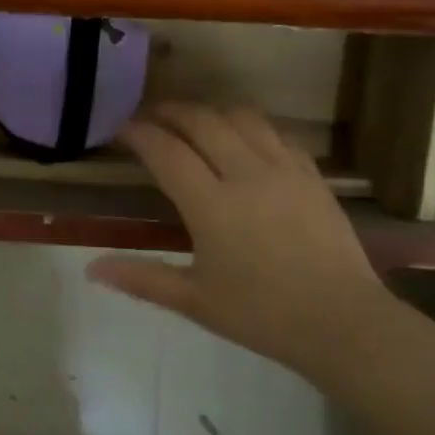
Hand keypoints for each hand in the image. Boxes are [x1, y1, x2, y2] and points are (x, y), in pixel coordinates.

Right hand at [87, 105, 389, 376]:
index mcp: (211, 205)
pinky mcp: (312, 175)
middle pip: (202, 121)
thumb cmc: (261, 315)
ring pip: (241, 118)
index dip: (139, 133)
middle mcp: (246, 174)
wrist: (342, 323)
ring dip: (210, 112)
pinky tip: (243, 138)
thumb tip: (91, 269)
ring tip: (193, 121)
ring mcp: (284, 170)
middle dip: (170, 111)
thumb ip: (141, 278)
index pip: (166, 151)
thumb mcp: (194, 301)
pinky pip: (276, 133)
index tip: (120, 128)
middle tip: (150, 117)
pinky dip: (250, 126)